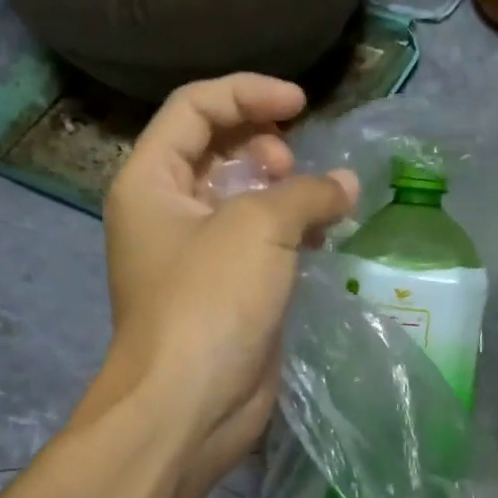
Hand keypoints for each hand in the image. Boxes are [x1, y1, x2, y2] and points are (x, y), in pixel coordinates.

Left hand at [91, 74, 357, 492]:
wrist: (189, 404)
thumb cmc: (209, 301)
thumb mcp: (259, 228)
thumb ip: (307, 192)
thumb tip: (345, 185)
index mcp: (151, 181)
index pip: (195, 109)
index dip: (248, 94)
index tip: (301, 104)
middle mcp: (168, 212)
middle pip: (217, 149)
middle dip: (264, 146)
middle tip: (296, 170)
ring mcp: (197, 256)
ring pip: (243, 200)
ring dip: (284, 192)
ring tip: (320, 205)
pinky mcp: (227, 292)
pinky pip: (260, 245)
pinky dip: (291, 234)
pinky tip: (323, 241)